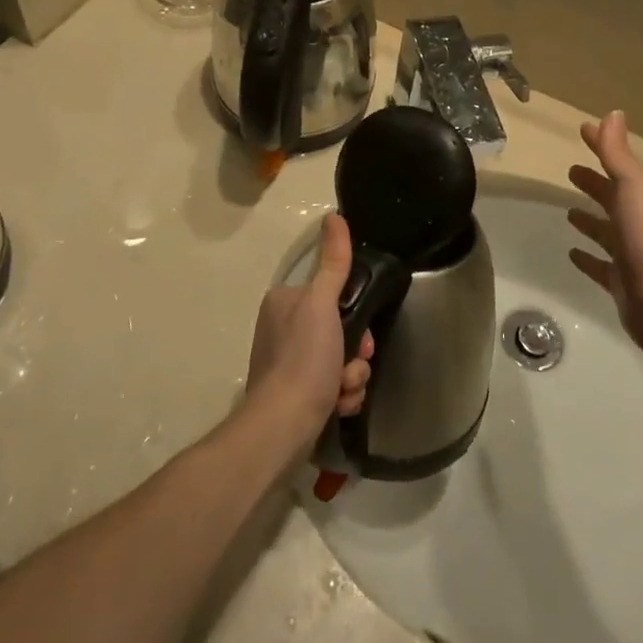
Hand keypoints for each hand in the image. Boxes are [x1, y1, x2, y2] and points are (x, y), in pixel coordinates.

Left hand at [246, 214, 374, 443]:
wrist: (283, 427)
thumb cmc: (303, 359)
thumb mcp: (322, 303)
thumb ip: (333, 262)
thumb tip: (333, 215)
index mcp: (284, 302)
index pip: (332, 294)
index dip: (354, 312)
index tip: (360, 330)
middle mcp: (283, 329)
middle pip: (341, 330)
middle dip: (356, 352)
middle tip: (354, 362)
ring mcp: (289, 364)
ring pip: (342, 360)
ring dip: (352, 376)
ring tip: (342, 390)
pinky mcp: (297, 395)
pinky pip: (334, 386)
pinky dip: (342, 396)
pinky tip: (337, 406)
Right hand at [566, 111, 642, 363]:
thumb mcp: (631, 186)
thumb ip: (618, 153)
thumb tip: (613, 112)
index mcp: (642, 197)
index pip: (618, 164)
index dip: (601, 145)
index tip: (583, 130)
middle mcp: (638, 222)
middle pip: (612, 197)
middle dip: (594, 183)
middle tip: (571, 171)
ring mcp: (629, 254)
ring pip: (605, 231)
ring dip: (589, 220)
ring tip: (568, 212)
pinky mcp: (620, 281)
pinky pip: (599, 265)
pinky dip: (586, 257)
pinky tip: (571, 253)